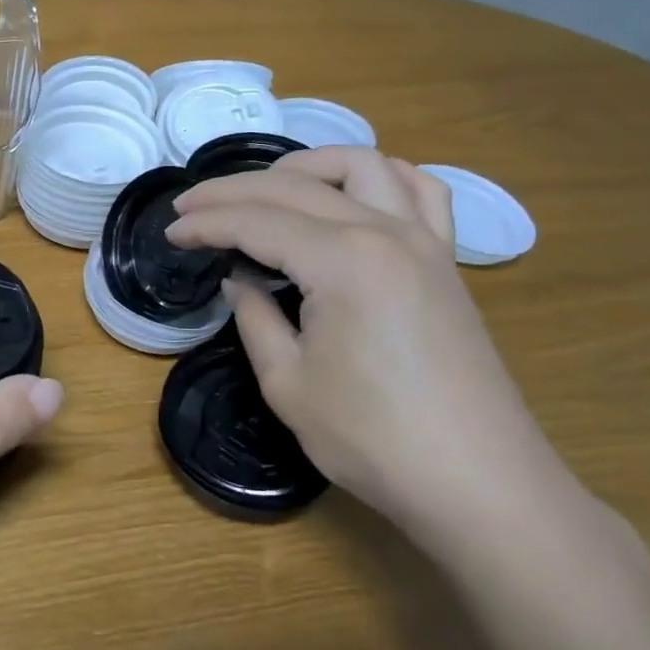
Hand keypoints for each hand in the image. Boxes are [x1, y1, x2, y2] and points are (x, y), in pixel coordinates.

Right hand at [166, 148, 573, 541]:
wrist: (478, 483)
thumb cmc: (374, 439)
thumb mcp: (288, 384)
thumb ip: (255, 317)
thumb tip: (240, 279)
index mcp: (341, 261)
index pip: (256, 222)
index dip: (205, 224)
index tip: (171, 233)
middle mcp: (384, 232)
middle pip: (295, 186)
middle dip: (233, 191)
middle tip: (190, 209)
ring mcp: (424, 241)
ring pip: (361, 166)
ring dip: (305, 166)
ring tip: (266, 189)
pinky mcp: (446, 261)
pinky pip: (420, 191)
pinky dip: (379, 178)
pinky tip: (352, 196)